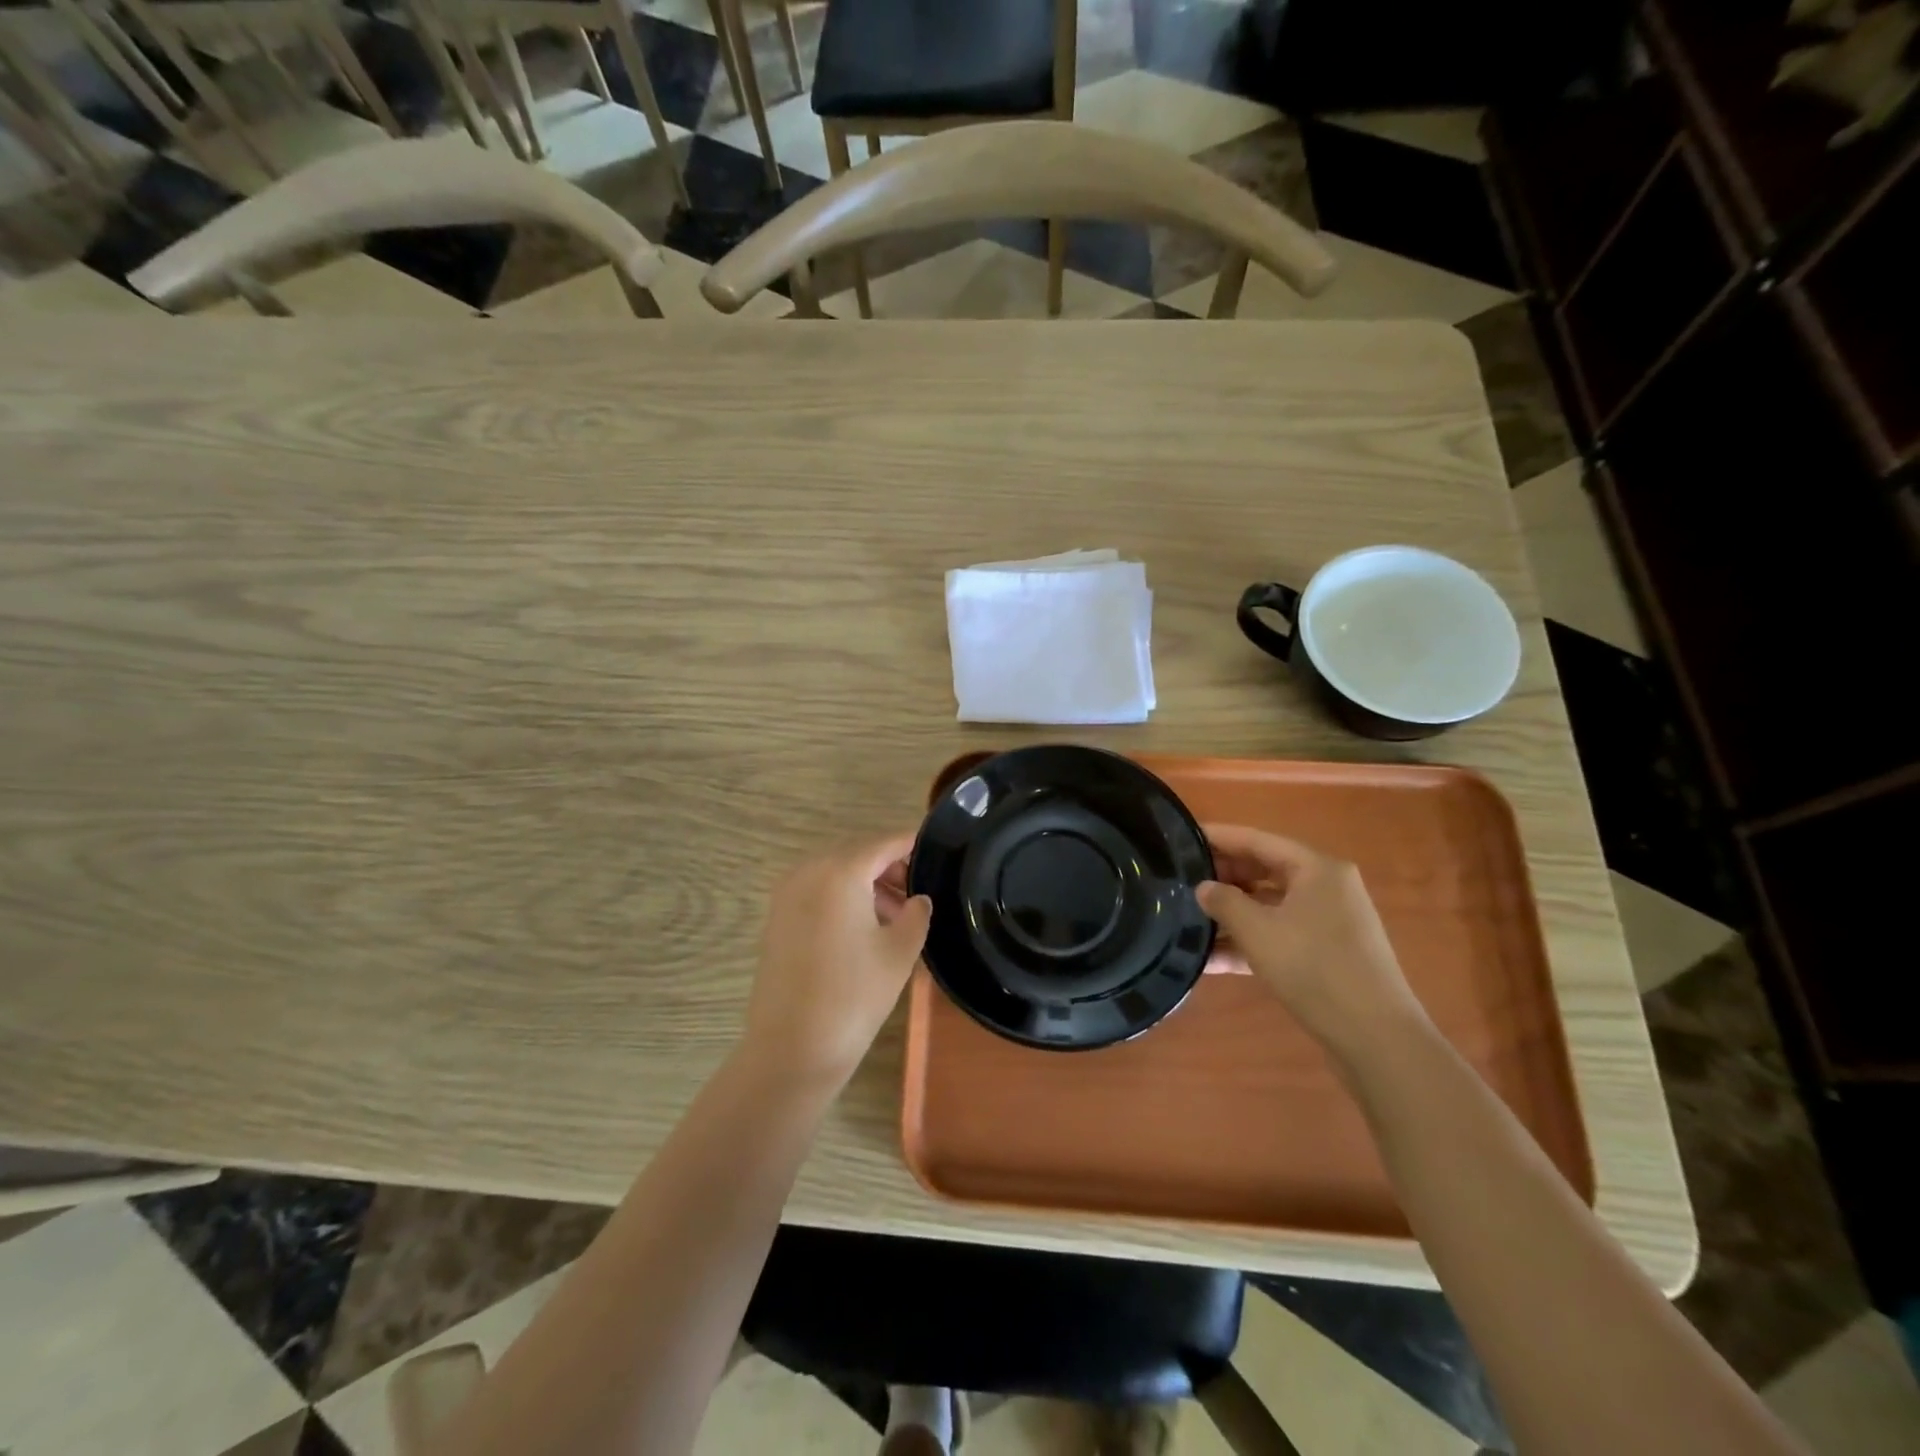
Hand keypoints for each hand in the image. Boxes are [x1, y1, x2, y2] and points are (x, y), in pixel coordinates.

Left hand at [741, 833, 931, 1089]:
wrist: (791, 1049)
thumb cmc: (853, 995)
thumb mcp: (900, 952)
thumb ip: (916, 914)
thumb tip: (918, 899)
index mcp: (840, 871)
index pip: (885, 843)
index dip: (912, 845)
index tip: (937, 852)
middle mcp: (808, 871)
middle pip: (858, 855)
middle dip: (889, 868)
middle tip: (918, 894)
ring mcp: (786, 895)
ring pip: (836, 874)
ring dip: (866, 886)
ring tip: (896, 917)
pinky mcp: (776, 919)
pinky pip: (817, 893)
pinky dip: (842, 900)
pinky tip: (863, 930)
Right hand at [1197, 824, 1424, 1050]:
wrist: (1376, 1037)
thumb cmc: (1314, 968)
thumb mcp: (1258, 931)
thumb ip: (1224, 902)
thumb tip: (1203, 887)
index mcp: (1317, 869)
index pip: (1258, 840)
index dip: (1219, 837)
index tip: (1183, 838)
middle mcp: (1327, 887)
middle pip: (1265, 870)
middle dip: (1224, 876)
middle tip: (1182, 880)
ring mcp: (1330, 922)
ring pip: (1270, 906)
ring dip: (1233, 914)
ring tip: (1189, 918)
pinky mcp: (1328, 954)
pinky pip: (1281, 935)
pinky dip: (1251, 942)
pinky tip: (1212, 960)